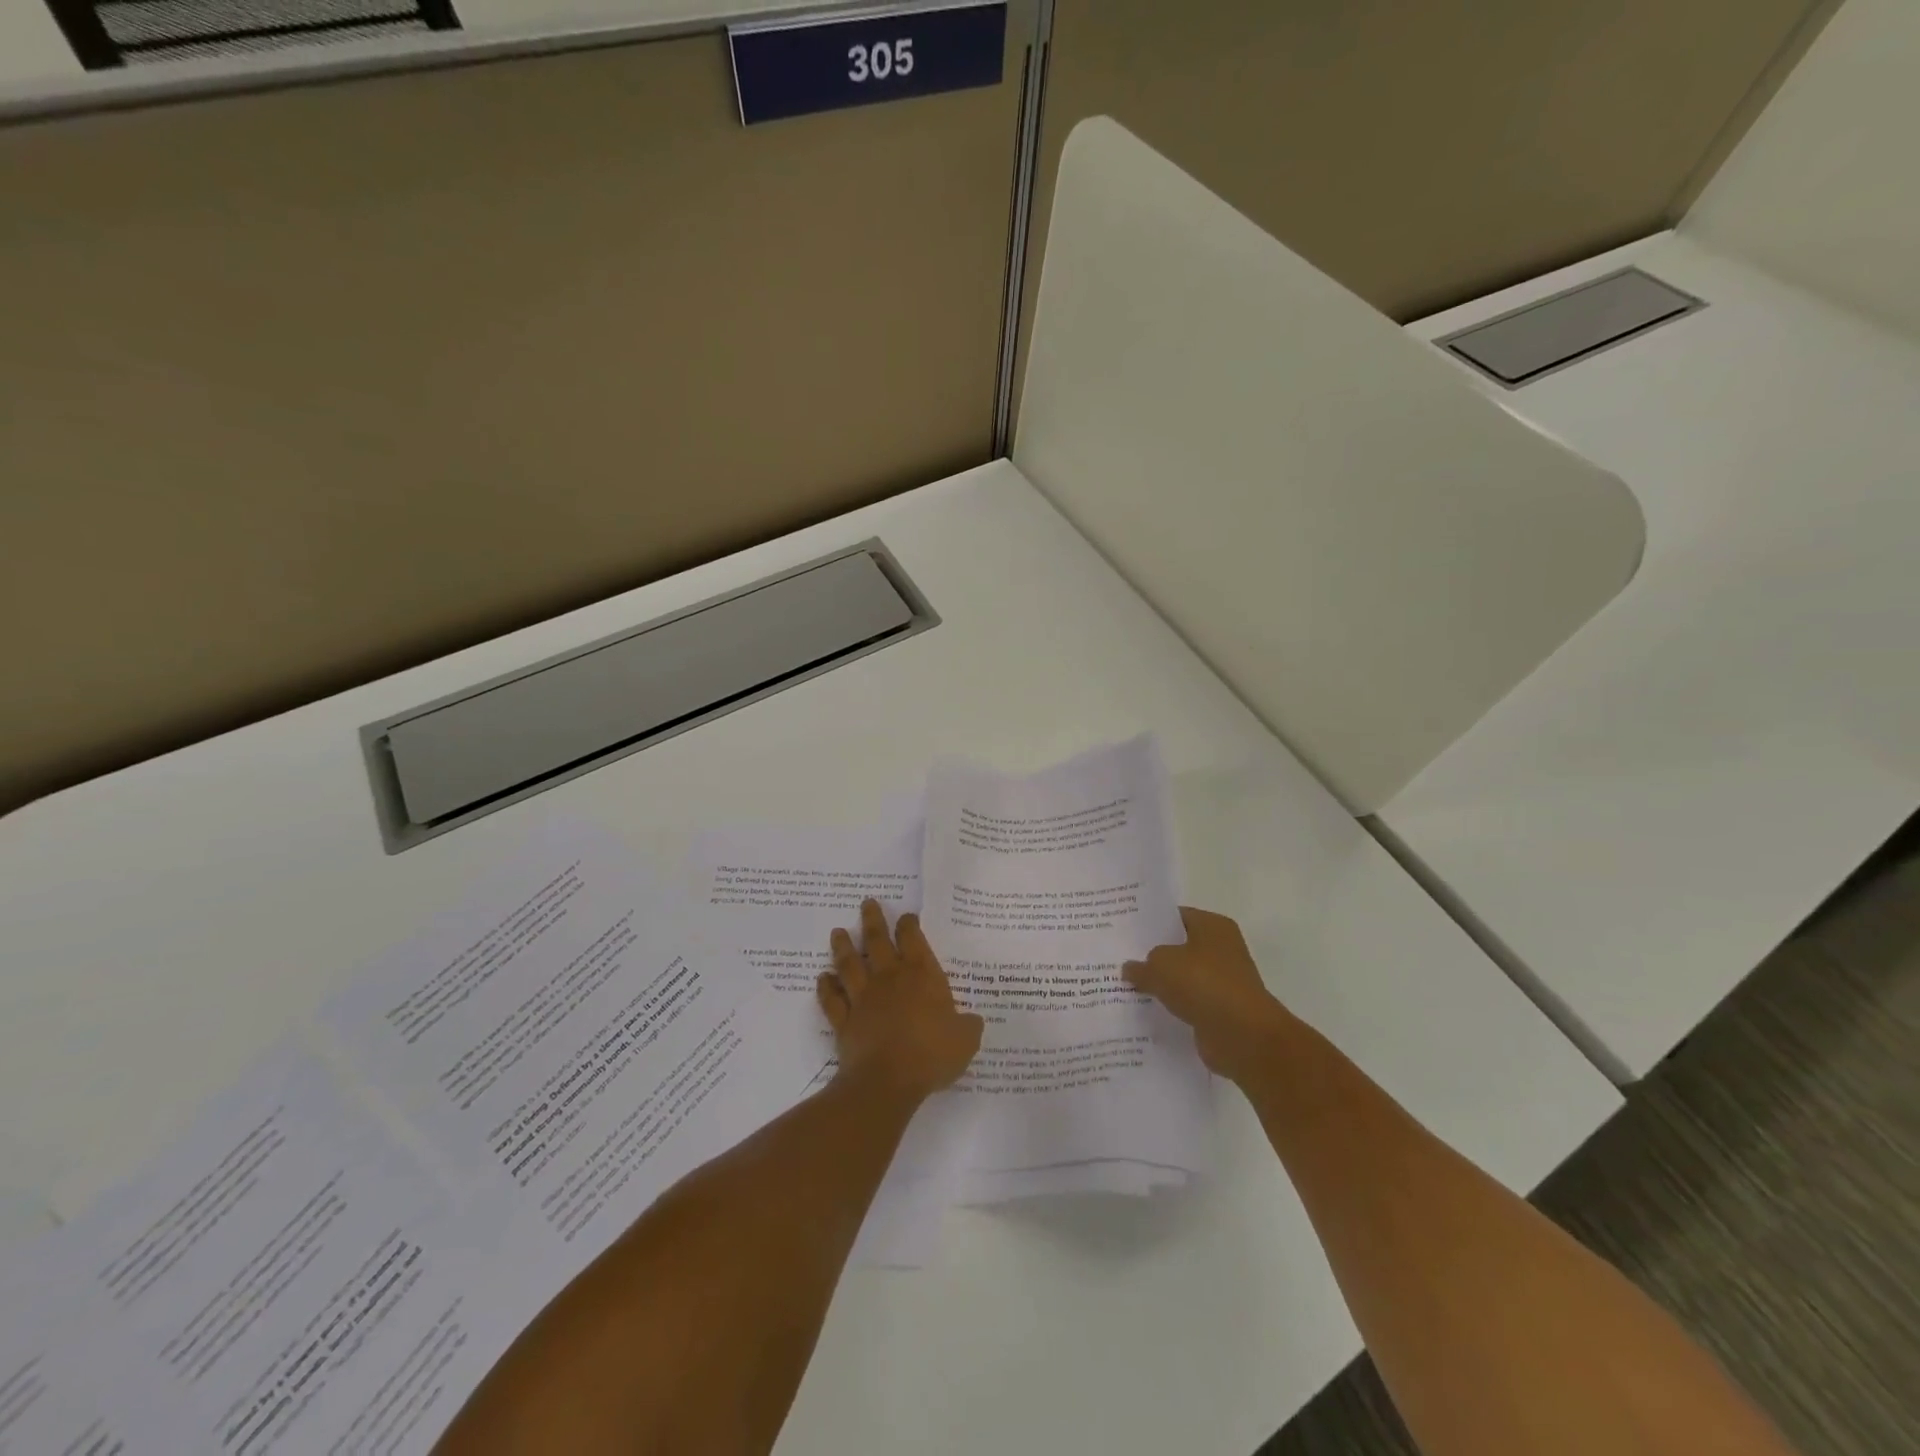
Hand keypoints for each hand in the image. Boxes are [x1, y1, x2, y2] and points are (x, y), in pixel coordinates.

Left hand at [820, 900, 983, 1102]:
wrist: (887, 1081)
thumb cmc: (931, 1054)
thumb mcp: (965, 1040)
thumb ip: (968, 1026)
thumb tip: (973, 1021)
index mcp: (922, 975)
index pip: (913, 939)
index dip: (909, 925)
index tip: (906, 916)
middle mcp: (890, 978)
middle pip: (877, 941)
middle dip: (873, 920)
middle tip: (866, 903)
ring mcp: (863, 997)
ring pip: (850, 964)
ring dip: (843, 946)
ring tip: (837, 932)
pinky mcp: (844, 1020)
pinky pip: (832, 999)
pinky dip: (826, 987)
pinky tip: (822, 978)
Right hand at [1124, 907, 1294, 1082]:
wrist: (1243, 1036)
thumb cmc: (1203, 984)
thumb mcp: (1160, 965)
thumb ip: (1141, 965)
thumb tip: (1130, 969)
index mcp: (1212, 926)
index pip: (1175, 917)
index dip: (1150, 923)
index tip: (1124, 931)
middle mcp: (1222, 949)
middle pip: (1178, 947)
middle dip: (1152, 954)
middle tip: (1118, 957)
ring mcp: (1223, 981)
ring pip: (1182, 977)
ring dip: (1161, 984)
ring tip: (1125, 985)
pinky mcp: (1220, 1011)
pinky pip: (1188, 1003)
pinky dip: (1171, 1007)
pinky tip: (1144, 1011)